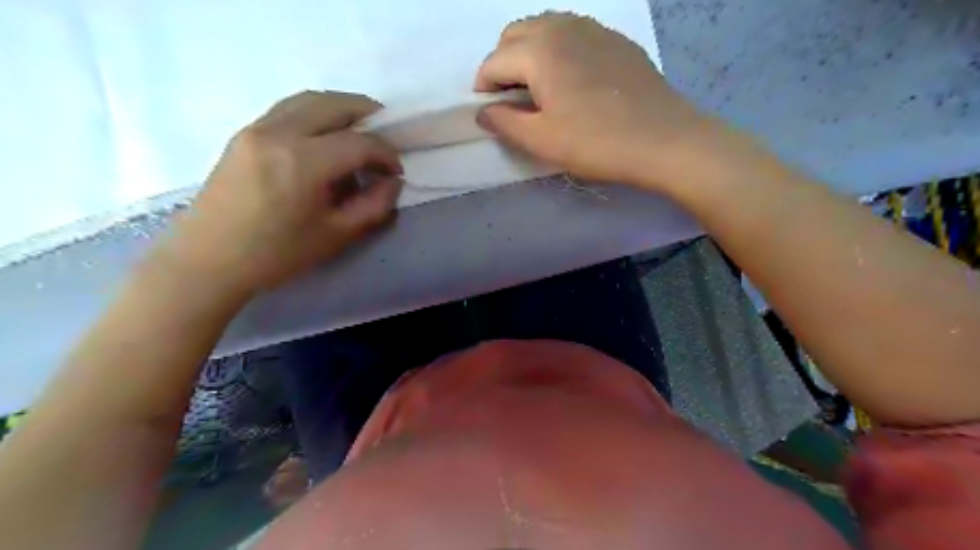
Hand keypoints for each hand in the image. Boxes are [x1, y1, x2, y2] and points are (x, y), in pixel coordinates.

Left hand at [161, 90, 402, 296]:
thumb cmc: (276, 254)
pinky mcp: (244, 134)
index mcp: (303, 161)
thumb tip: (393, 183)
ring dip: (341, 110)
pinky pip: (288, 109)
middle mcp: (279, 132)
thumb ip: (374, 206)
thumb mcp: (336, 236)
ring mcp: (256, 128)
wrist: (209, 260)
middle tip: (386, 135)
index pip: (359, 142)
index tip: (396, 173)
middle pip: (334, 105)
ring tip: (359, 131)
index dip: (386, 154)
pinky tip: (325, 139)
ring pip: (309, 100)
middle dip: (368, 115)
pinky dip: (316, 114)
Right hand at [477, 12, 717, 190]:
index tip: (490, 113)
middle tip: (512, 100)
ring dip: (529, 54)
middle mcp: (562, 26)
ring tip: (538, 90)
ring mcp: (593, 28)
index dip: (484, 88)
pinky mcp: (615, 40)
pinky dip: (558, 51)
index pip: (494, 61)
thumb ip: (504, 122)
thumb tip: (484, 112)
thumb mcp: (542, 140)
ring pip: (545, 29)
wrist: (664, 139)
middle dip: (503, 64)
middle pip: (515, 35)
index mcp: (539, 50)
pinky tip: (571, 81)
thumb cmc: (597, 142)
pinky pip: (573, 34)